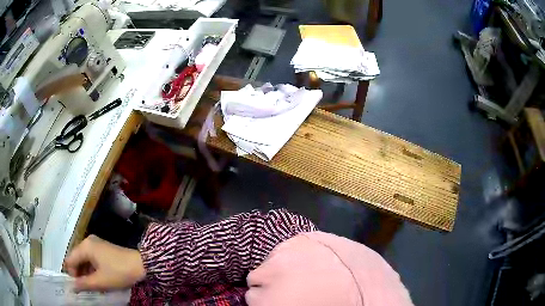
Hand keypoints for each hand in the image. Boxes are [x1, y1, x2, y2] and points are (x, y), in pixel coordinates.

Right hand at [64, 235, 145, 291]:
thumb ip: (84, 284)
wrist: (141, 265)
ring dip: (85, 272)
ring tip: (90, 286)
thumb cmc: (118, 273)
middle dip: (78, 273)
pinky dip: (92, 269)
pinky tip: (96, 280)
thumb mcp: (100, 281)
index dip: (71, 273)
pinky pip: (92, 259)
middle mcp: (88, 242)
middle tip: (83, 288)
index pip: (70, 259)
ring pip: (84, 259)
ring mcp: (96, 244)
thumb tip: (71, 287)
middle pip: (77, 258)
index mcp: (85, 246)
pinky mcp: (103, 249)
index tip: (75, 286)